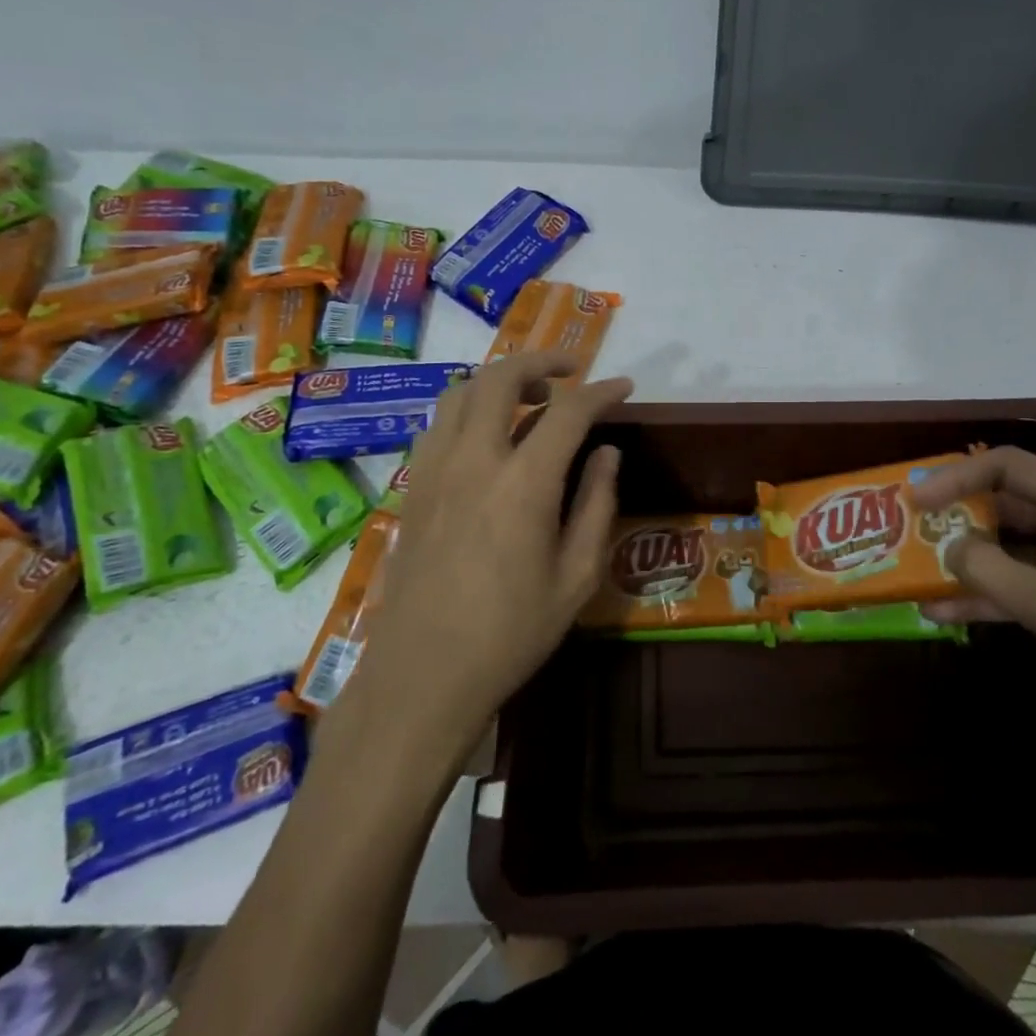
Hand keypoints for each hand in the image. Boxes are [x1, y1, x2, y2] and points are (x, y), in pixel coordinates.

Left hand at [333, 352, 631, 754]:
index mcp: (523, 483)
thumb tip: (607, 454)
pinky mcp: (412, 488)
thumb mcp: (576, 578)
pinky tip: (486, 436)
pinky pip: (438, 424)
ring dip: (498, 380)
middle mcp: (473, 460)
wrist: (423, 676)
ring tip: (528, 396)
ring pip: (460, 392)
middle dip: (540, 360)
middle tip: (571, 369)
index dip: (601, 391)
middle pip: (500, 378)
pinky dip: (467, 409)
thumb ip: (596, 505)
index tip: (623, 387)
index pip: (569, 411)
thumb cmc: (511, 633)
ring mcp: (434, 470)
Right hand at [912, 448, 1035, 772]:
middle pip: (1006, 503)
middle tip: (909, 533)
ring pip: (1012, 548)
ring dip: (968, 562)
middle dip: (956, 519)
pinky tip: (946, 613)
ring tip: (916, 575)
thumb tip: (949, 548)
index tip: (914, 500)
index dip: (954, 477)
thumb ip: (988, 571)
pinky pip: (1026, 585)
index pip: (1007, 466)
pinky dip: (991, 595)